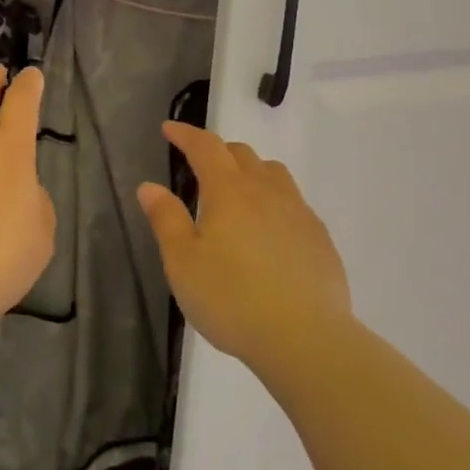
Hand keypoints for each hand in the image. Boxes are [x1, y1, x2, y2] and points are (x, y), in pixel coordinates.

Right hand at [137, 123, 352, 372]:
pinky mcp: (319, 239)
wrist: (305, 339)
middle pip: (242, 154)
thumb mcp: (182, 262)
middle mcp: (267, 192)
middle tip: (198, 165)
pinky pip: (294, 202)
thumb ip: (166, 219)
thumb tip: (150, 186)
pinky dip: (273, 199)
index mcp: (229, 192)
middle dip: (217, 151)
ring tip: (236, 190)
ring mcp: (299, 213)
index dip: (186, 134)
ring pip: (274, 174)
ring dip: (250, 170)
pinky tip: (268, 228)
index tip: (170, 129)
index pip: (206, 147)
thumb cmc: (231, 299)